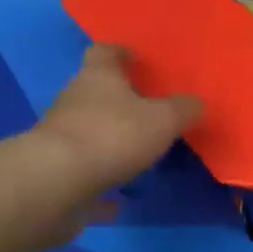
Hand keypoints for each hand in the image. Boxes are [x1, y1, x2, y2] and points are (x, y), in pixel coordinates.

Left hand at [30, 44, 200, 198]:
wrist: (56, 183)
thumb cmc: (113, 136)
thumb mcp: (163, 119)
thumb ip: (183, 109)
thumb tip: (196, 103)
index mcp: (98, 77)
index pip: (105, 52)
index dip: (121, 53)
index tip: (137, 60)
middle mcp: (74, 101)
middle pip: (95, 91)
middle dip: (118, 99)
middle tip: (149, 109)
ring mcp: (61, 137)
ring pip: (88, 131)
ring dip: (109, 139)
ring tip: (139, 153)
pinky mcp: (57, 173)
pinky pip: (85, 174)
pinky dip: (101, 181)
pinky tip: (119, 199)